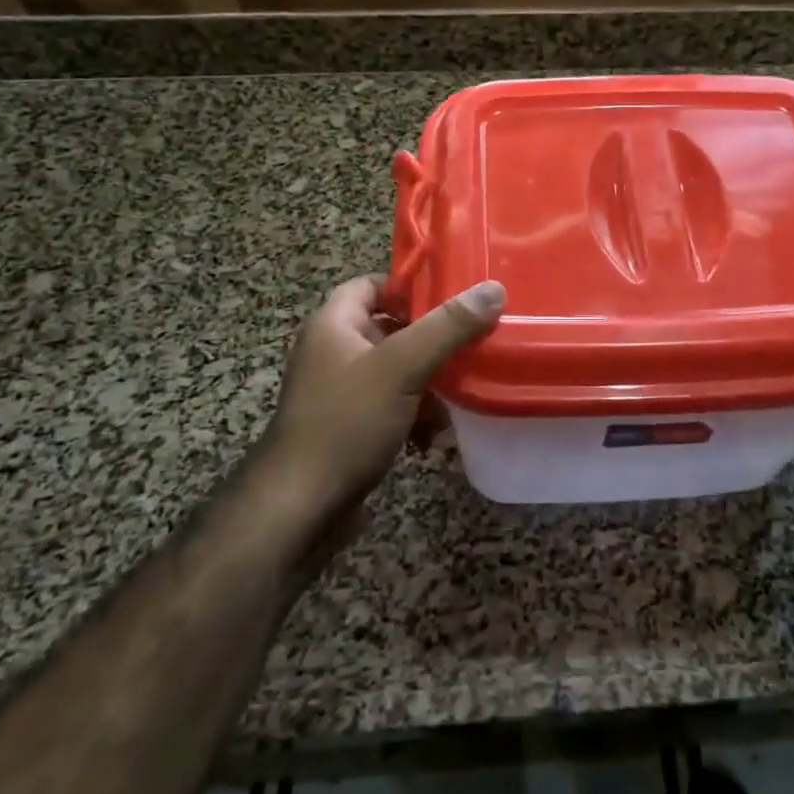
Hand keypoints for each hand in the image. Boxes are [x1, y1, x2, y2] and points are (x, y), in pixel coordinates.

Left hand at [255, 276, 504, 528]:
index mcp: (334, 325)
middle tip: (472, 345)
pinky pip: (390, 407)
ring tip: (460, 399)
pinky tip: (434, 438)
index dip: (410, 286)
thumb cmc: (347, 423)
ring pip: (396, 372)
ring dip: (429, 385)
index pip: (373, 284)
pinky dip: (414, 417)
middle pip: (391, 329)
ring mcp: (339, 392)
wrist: (300, 509)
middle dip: (432, 342)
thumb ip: (448, 327)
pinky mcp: (348, 428)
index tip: (454, 297)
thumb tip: (493, 288)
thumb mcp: (402, 368)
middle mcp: (333, 352)